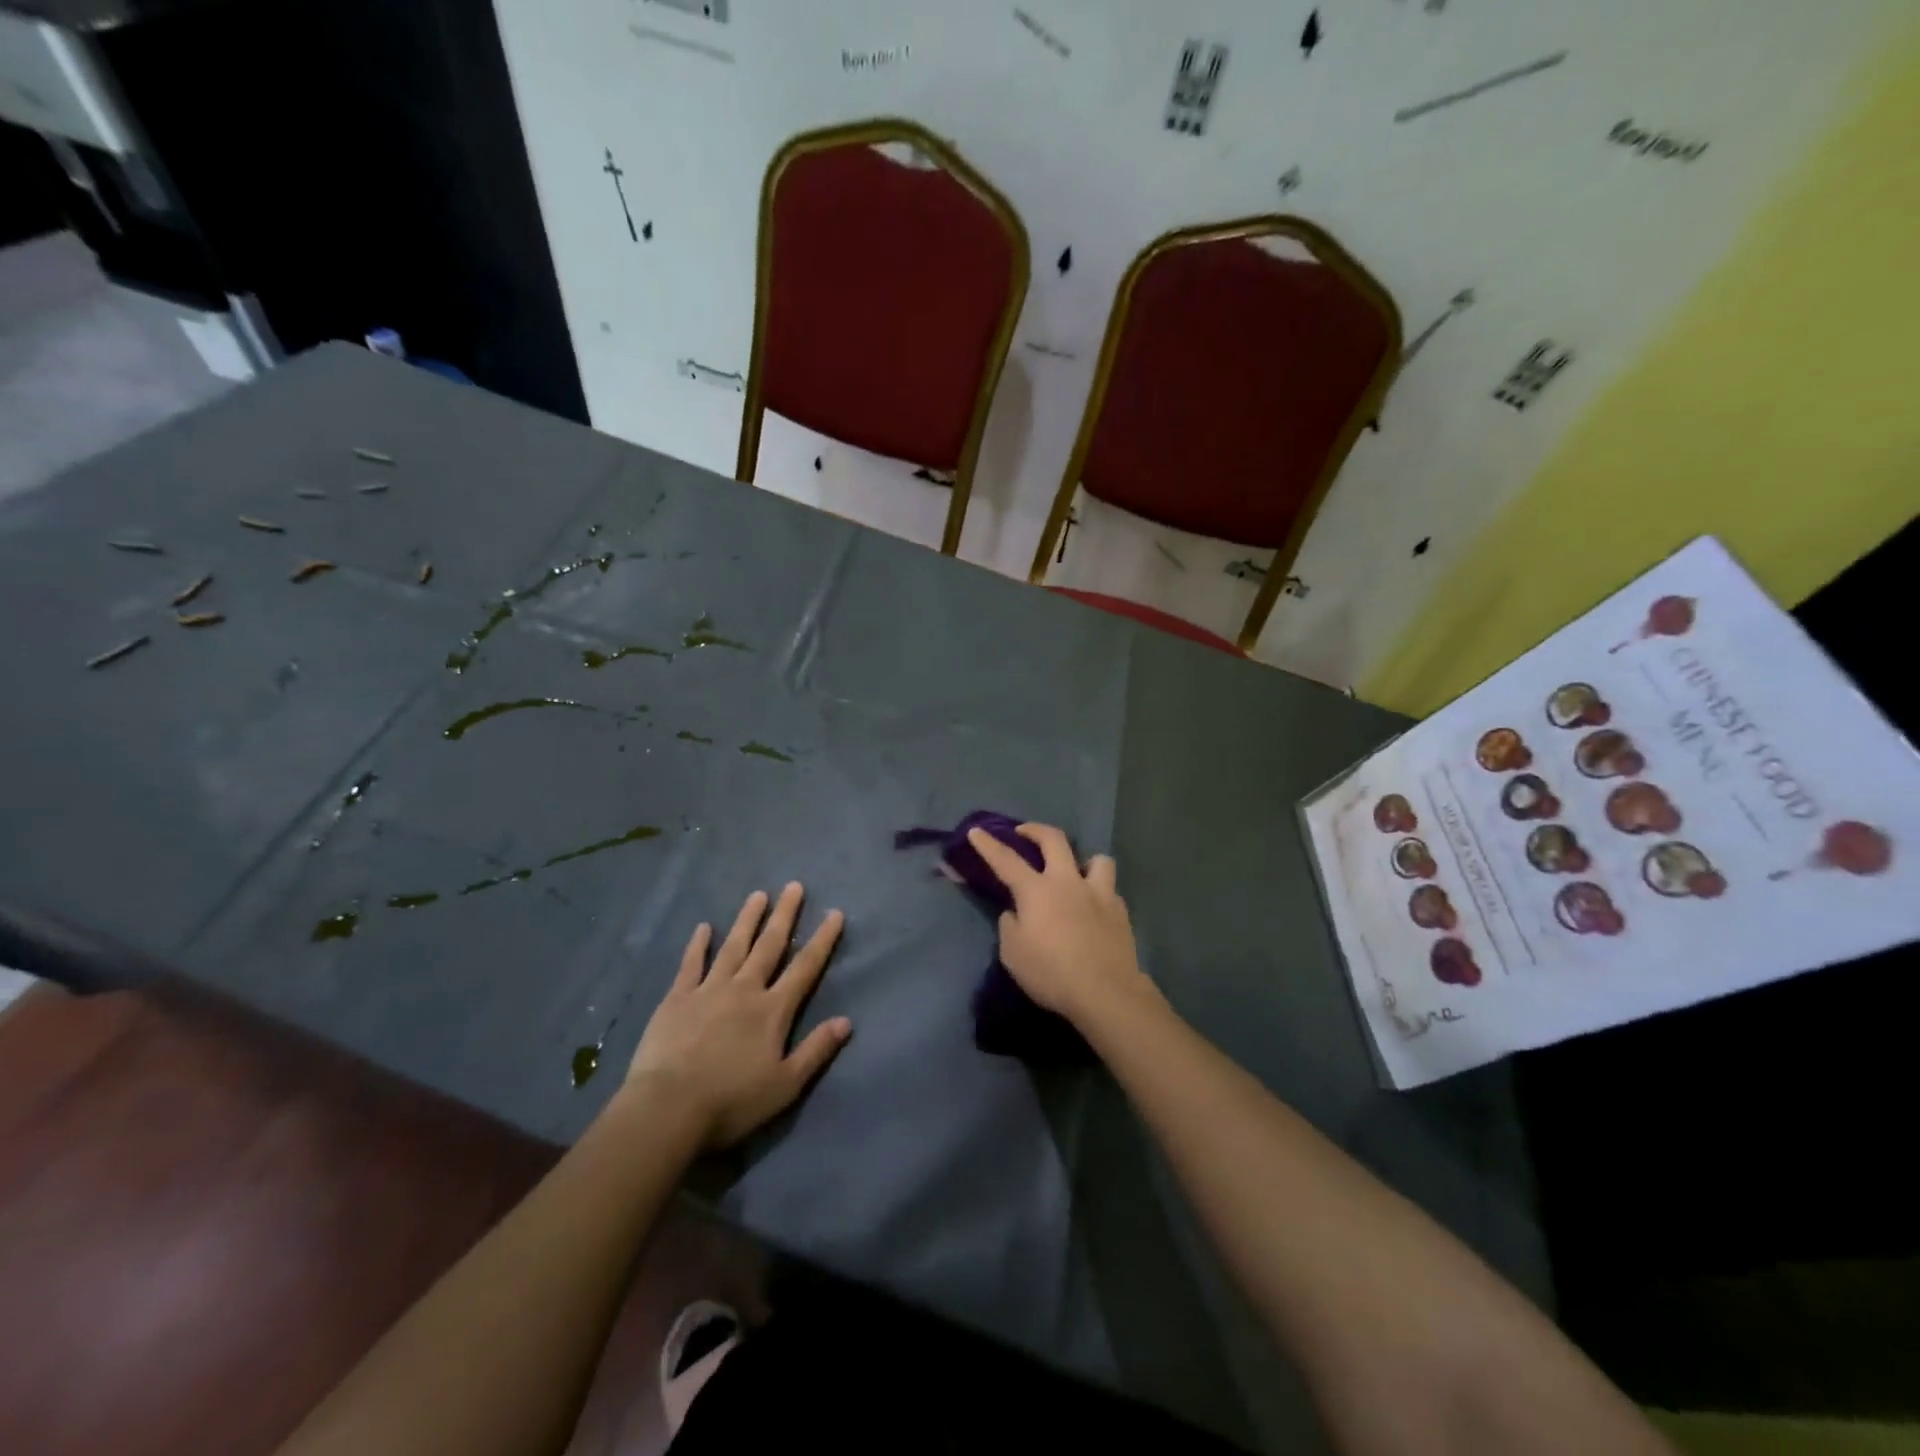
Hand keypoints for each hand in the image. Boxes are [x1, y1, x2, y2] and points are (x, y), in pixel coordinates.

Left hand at [626, 884, 850, 1147]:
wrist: (668, 1109)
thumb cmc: (732, 1101)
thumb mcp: (785, 1085)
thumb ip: (816, 1050)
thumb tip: (847, 1021)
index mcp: (773, 1010)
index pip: (805, 968)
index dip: (822, 940)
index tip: (834, 913)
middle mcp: (745, 989)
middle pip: (769, 946)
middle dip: (784, 915)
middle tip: (794, 886)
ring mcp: (709, 990)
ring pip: (733, 946)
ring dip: (747, 919)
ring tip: (758, 894)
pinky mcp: (677, 998)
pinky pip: (691, 964)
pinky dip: (698, 944)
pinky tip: (704, 927)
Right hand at [966, 823, 1156, 1027]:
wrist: (1105, 992)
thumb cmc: (1051, 973)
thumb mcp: (1013, 954)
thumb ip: (1010, 925)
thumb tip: (1016, 913)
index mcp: (1037, 891)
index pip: (1006, 860)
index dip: (988, 845)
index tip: (976, 831)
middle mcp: (1068, 882)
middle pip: (1054, 840)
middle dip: (1035, 830)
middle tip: (1024, 833)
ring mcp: (1099, 893)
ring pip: (1097, 859)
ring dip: (1084, 861)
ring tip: (1077, 874)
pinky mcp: (1120, 911)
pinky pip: (1110, 890)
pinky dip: (1099, 893)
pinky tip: (1095, 909)